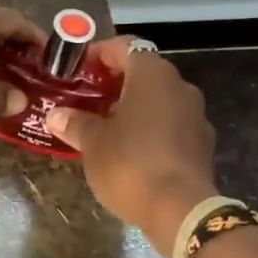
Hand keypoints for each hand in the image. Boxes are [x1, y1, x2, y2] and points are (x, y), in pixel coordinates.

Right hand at [45, 39, 218, 257]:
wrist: (181, 212)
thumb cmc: (131, 163)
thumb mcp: (93, 142)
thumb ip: (75, 122)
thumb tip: (56, 114)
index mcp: (153, 74)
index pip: (124, 46)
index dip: (98, 53)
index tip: (76, 69)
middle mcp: (179, 86)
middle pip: (142, 72)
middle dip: (114, 82)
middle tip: (85, 98)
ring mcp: (196, 116)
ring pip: (158, 99)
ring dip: (132, 106)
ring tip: (103, 125)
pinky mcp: (202, 144)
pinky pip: (170, 124)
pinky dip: (149, 128)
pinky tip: (128, 149)